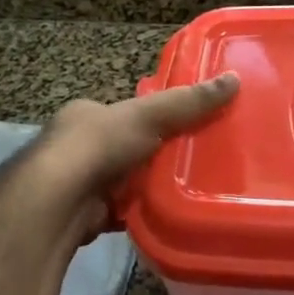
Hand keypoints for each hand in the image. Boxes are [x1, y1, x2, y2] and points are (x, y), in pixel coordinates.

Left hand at [35, 72, 241, 213]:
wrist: (59, 202)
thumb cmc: (99, 145)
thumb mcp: (149, 115)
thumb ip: (188, 101)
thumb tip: (234, 78)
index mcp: (86, 115)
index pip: (125, 113)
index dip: (153, 118)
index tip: (185, 127)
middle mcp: (76, 146)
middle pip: (127, 147)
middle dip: (153, 155)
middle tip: (194, 160)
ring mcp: (78, 183)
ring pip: (124, 181)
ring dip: (147, 186)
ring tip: (190, 188)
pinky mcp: (84, 215)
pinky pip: (121, 211)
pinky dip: (140, 212)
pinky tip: (165, 215)